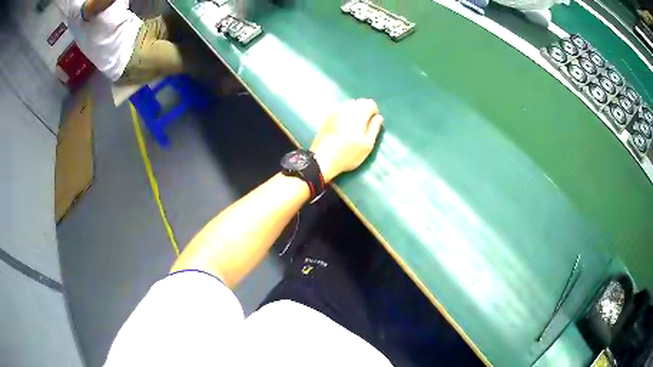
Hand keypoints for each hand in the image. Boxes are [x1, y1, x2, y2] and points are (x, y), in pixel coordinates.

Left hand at [311, 99, 383, 181]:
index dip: (374, 113)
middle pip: (360, 102)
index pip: (371, 103)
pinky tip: (342, 129)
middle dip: (364, 112)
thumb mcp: (367, 144)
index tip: (372, 125)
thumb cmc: (348, 154)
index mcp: (358, 112)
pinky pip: (339, 111)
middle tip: (363, 128)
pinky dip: (344, 116)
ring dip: (354, 113)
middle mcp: (346, 107)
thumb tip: (378, 117)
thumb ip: (374, 128)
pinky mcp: (326, 117)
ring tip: (353, 129)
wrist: (322, 159)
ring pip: (349, 106)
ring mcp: (334, 111)